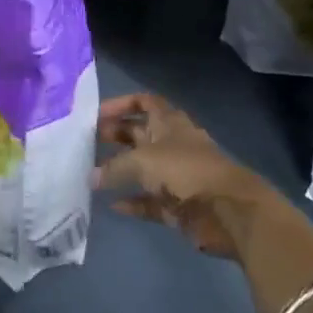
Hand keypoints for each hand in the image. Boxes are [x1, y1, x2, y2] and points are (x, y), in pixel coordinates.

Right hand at [91, 92, 273, 258]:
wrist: (227, 210)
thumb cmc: (185, 171)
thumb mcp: (143, 161)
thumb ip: (114, 168)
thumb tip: (91, 177)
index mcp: (168, 122)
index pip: (144, 102)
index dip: (121, 104)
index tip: (96, 114)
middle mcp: (171, 144)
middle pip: (139, 133)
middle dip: (115, 136)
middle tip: (86, 143)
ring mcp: (175, 175)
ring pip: (142, 168)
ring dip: (120, 171)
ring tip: (91, 174)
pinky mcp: (177, 204)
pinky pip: (149, 200)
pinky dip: (133, 201)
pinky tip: (112, 205)